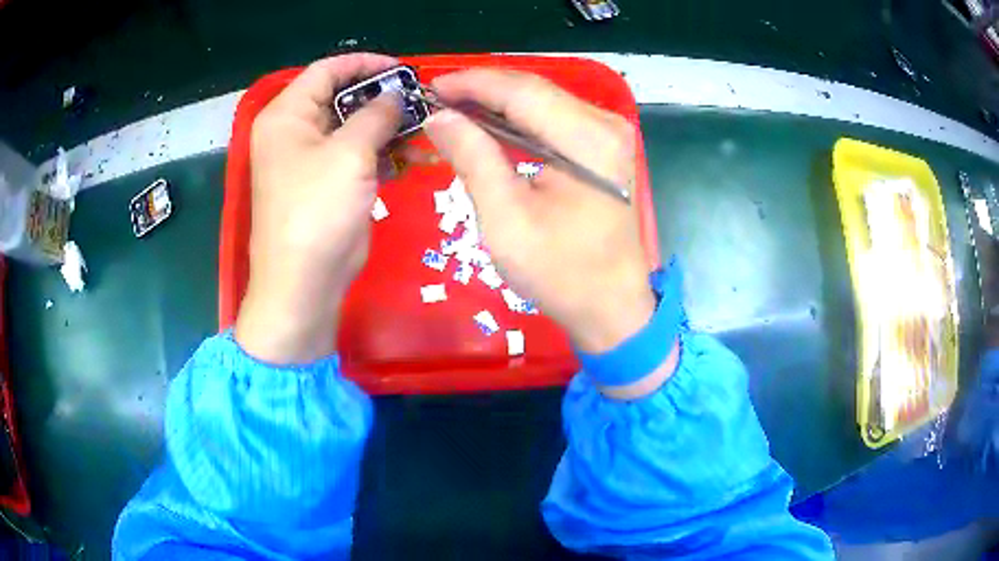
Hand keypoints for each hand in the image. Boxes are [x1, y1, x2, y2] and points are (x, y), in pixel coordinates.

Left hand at [235, 54, 402, 363]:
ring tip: (424, 126)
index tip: (403, 69)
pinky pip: (355, 155)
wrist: (304, 283)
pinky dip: (381, 152)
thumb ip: (377, 114)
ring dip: (386, 126)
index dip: (365, 64)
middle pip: (340, 98)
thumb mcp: (349, 153)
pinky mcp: (326, 184)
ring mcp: (310, 159)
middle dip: (381, 97)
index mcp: (287, 115)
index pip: (326, 71)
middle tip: (420, 99)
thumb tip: (397, 94)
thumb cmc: (317, 211)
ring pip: (352, 127)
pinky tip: (412, 155)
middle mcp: (294, 131)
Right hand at [424, 70, 656, 354]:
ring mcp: (608, 133)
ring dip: (496, 102)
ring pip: (541, 99)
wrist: (611, 305)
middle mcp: (605, 123)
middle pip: (533, 89)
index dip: (471, 84)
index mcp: (588, 139)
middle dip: (481, 89)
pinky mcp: (603, 146)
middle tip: (435, 98)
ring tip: (452, 109)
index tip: (429, 87)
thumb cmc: (560, 272)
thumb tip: (439, 117)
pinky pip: (553, 118)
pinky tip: (487, 125)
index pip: (520, 91)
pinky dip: (517, 118)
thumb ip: (473, 158)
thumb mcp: (506, 220)